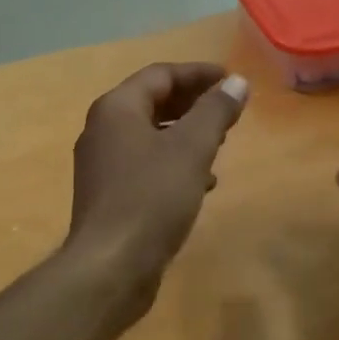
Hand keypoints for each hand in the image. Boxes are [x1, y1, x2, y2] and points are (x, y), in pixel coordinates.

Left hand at [66, 63, 248, 287]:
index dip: (198, 73)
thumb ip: (215, 111)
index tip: (231, 79)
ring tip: (220, 142)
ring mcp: (102, 165)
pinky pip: (145, 165)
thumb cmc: (151, 197)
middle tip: (227, 108)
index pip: (160, 75)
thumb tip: (236, 82)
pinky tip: (202, 182)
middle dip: (192, 102)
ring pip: (150, 135)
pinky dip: (174, 163)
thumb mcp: (192, 148)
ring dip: (185, 134)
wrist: (110, 266)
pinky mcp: (109, 195)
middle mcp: (102, 130)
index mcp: (116, 109)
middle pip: (152, 102)